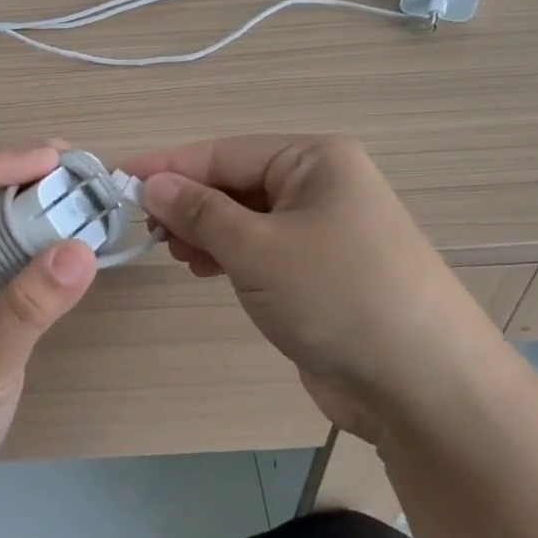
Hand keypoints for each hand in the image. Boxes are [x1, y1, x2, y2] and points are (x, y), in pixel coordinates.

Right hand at [125, 135, 494, 438]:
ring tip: (173, 252)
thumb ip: (199, 211)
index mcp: (314, 160)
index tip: (116, 178)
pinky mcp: (320, 272)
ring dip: (205, 231)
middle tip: (146, 229)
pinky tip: (205, 269)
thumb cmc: (336, 295)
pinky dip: (229, 255)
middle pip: (235, 182)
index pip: (224, 152)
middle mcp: (321, 185)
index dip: (168, 166)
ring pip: (246, 218)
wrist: (421, 385)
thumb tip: (152, 184)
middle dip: (188, 203)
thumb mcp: (257, 248)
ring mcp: (323, 231)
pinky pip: (261, 249)